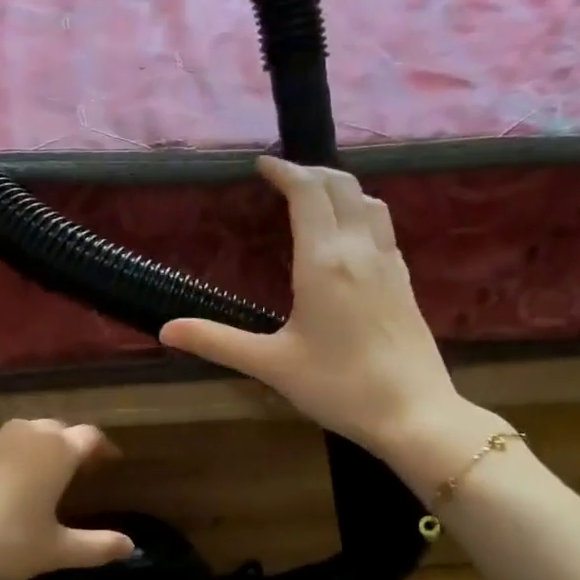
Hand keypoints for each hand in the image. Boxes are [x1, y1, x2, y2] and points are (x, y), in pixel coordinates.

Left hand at [0, 419, 134, 579]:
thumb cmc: (5, 542)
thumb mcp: (55, 550)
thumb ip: (97, 546)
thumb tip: (131, 546)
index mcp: (56, 451)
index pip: (90, 436)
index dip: (103, 449)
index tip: (110, 463)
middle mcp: (26, 435)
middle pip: (57, 429)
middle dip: (70, 445)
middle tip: (78, 469)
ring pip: (23, 434)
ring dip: (37, 448)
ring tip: (40, 474)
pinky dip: (6, 458)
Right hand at [160, 157, 506, 490]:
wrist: (414, 413)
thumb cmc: (339, 387)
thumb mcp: (271, 365)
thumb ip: (217, 341)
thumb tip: (166, 330)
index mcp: (324, 261)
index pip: (307, 192)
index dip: (284, 171)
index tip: (261, 165)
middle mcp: (359, 249)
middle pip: (341, 186)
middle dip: (311, 172)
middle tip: (282, 178)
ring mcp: (389, 263)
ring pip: (369, 201)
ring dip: (340, 188)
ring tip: (315, 198)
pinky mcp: (405, 281)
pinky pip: (382, 227)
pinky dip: (360, 212)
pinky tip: (349, 237)